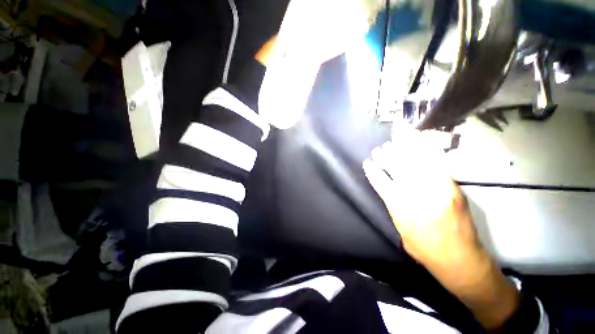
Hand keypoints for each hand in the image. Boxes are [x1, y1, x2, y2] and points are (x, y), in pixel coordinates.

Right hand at [363, 129, 479, 269]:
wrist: (461, 260)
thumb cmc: (425, 250)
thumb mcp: (401, 230)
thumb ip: (394, 207)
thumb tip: (390, 189)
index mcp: (400, 208)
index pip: (381, 182)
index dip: (373, 171)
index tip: (367, 162)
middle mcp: (417, 195)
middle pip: (397, 169)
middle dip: (386, 157)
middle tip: (379, 149)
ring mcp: (437, 189)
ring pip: (414, 164)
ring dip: (402, 152)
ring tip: (393, 144)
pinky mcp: (452, 187)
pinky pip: (434, 165)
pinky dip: (423, 154)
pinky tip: (415, 147)